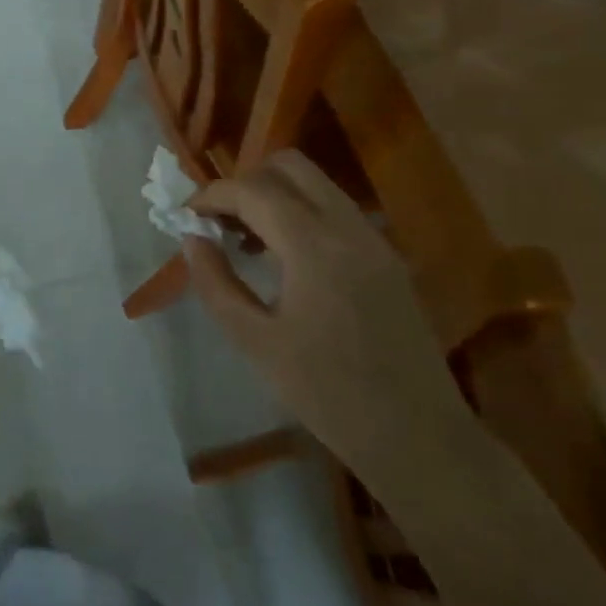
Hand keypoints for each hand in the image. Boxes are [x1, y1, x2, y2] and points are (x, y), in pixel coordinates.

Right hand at [182, 151, 470, 477]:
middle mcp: (349, 228)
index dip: (211, 195)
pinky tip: (284, 257)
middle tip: (219, 221)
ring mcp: (374, 239)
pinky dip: (301, 212)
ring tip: (245, 239)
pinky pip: (335, 209)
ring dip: (274, 195)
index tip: (184, 216)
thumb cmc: (328, 395)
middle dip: (245, 182)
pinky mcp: (387, 257)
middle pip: (289, 166)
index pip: (253, 191)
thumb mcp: (256, 343)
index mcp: (315, 247)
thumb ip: (216, 284)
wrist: (420, 439)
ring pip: (316, 184)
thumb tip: (192, 240)